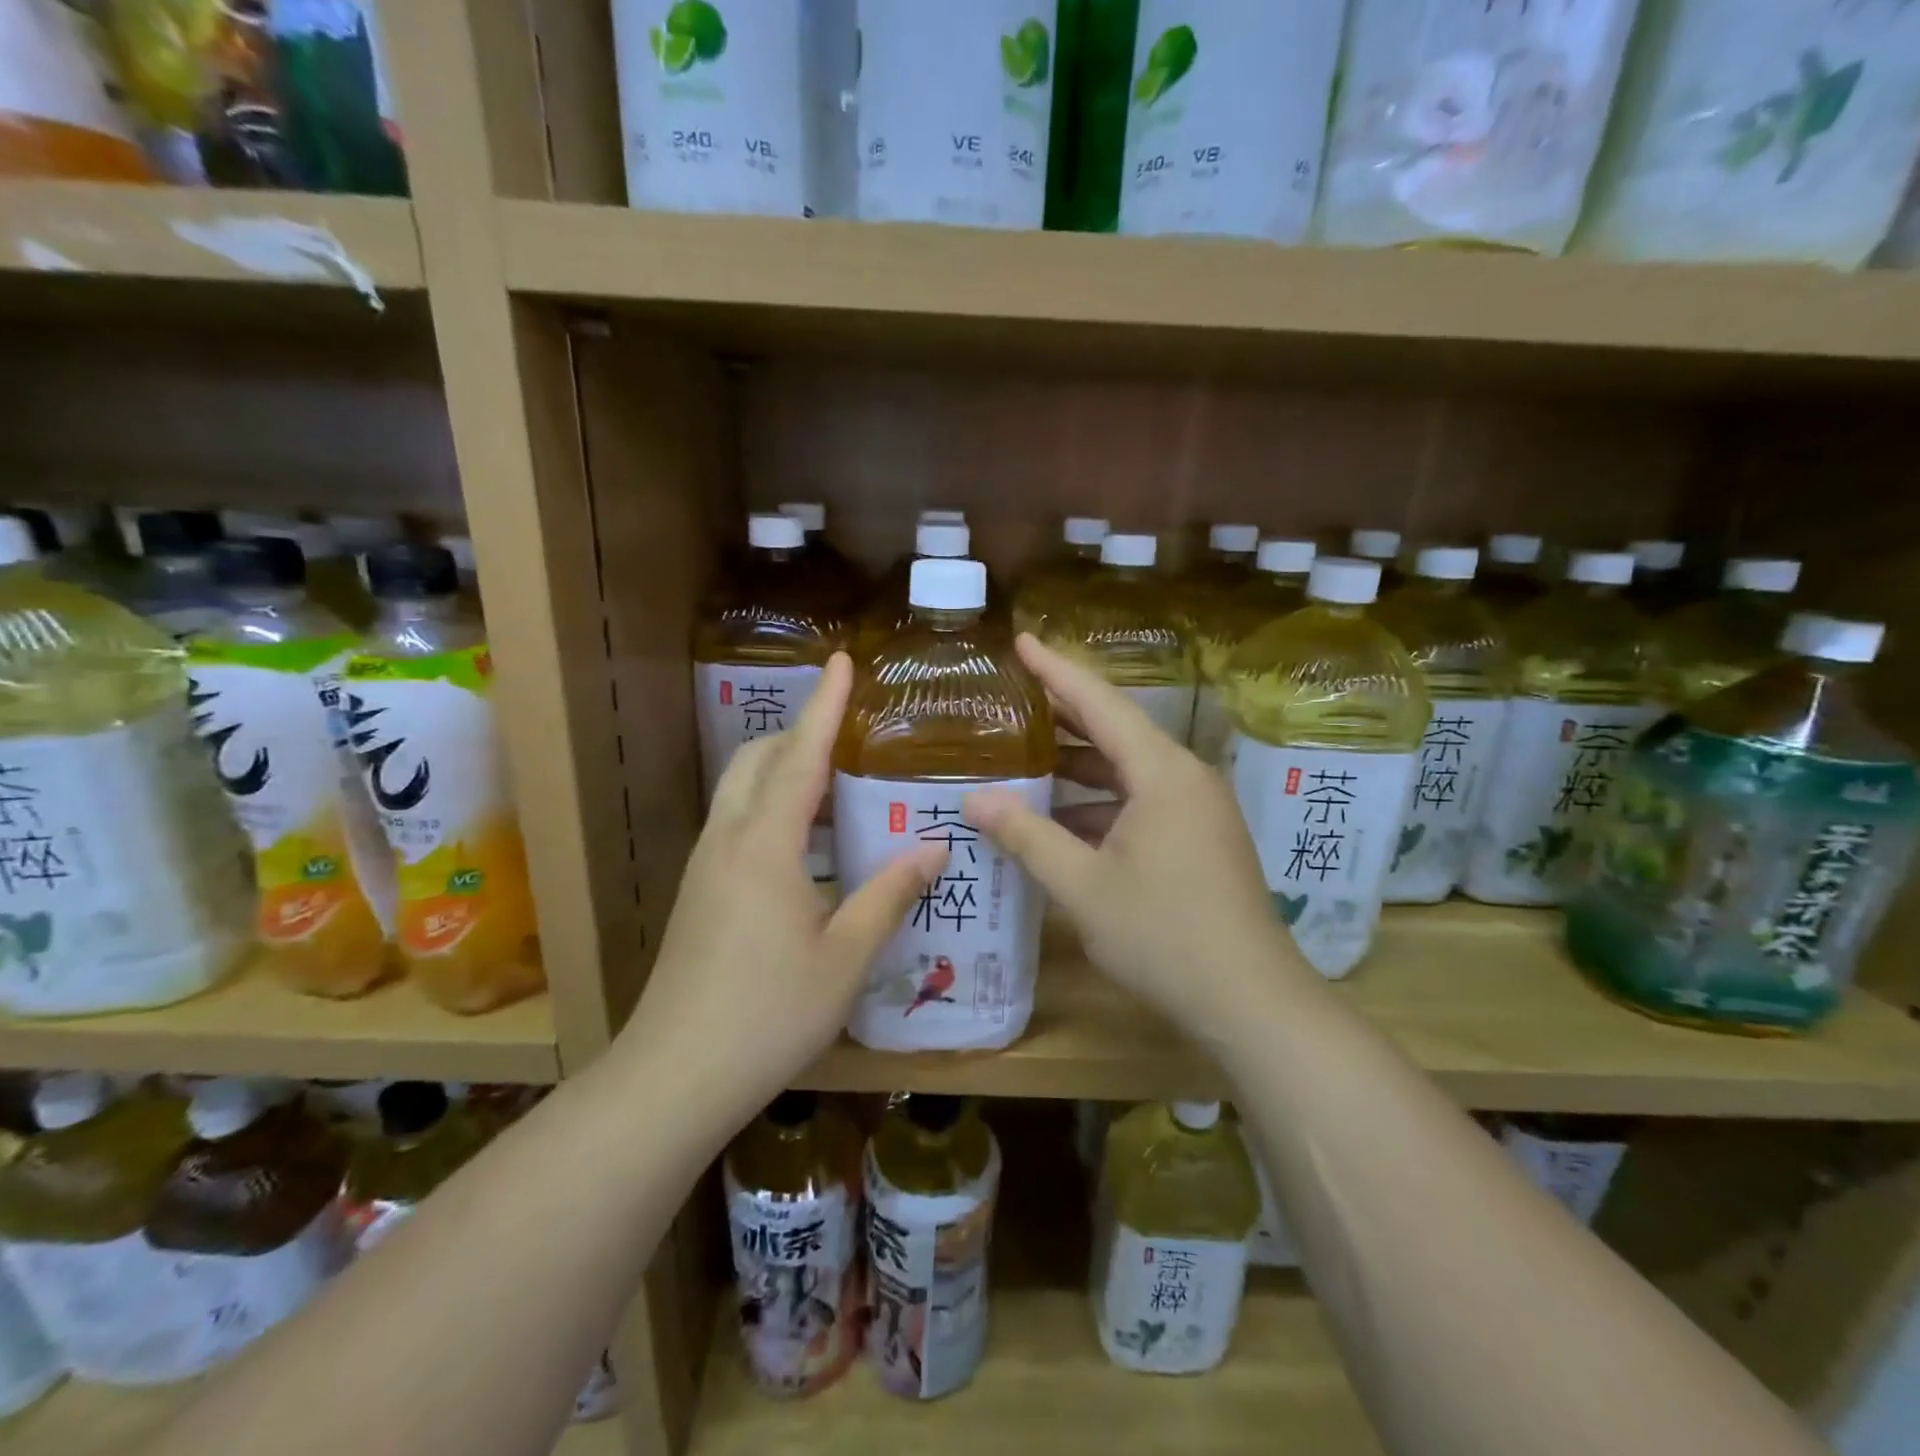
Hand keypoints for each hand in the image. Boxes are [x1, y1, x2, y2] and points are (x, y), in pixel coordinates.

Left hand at [619, 653, 946, 1123]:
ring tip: (835, 783)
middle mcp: (728, 841)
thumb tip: (934, 848)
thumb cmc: (770, 1012)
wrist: (675, 1075)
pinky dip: (771, 809)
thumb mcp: (845, 955)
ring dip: (783, 771)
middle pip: (757, 760)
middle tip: (849, 735)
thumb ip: (889, 894)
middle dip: (799, 733)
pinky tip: (805, 845)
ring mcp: (705, 867)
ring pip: (740, 791)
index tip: (842, 661)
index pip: (800, 755)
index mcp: (765, 845)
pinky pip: (736, 825)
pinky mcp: (698, 894)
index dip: (825, 705)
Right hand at [965, 635, 1312, 1044]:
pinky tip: (1061, 818)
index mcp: (1161, 773)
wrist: (1250, 1001)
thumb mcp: (1082, 885)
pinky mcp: (1200, 838)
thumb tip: (975, 799)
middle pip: (1116, 730)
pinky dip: (1100, 802)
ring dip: (1079, 765)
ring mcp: (1198, 809)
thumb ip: (1026, 836)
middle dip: (1063, 713)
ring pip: (1128, 770)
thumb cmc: (1163, 935)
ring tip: (1024, 756)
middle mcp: (1185, 777)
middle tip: (1012, 697)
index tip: (1021, 640)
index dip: (1057, 670)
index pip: (1100, 703)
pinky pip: (1142, 800)